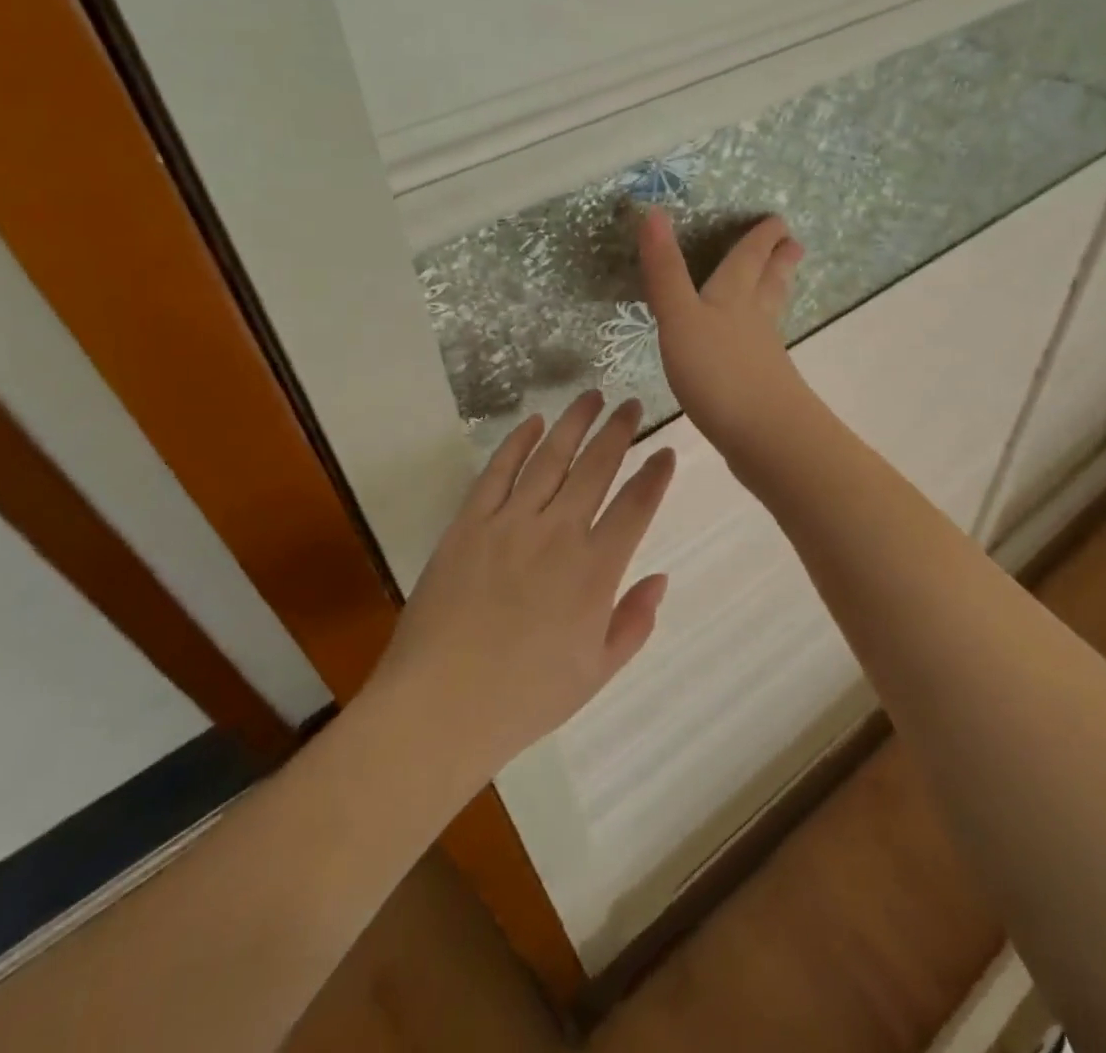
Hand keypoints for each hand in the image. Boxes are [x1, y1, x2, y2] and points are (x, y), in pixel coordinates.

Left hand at [374, 391, 676, 774]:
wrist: (439, 707)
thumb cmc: (525, 697)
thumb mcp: (596, 672)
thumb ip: (634, 622)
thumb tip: (660, 579)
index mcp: (595, 571)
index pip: (637, 506)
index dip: (656, 474)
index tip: (666, 451)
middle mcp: (558, 533)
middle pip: (597, 467)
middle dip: (619, 431)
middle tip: (631, 403)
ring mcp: (510, 523)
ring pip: (551, 457)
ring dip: (574, 423)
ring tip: (591, 397)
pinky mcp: (469, 524)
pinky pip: (498, 472)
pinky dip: (517, 442)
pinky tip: (533, 422)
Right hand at [638, 207, 814, 459]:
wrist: (764, 436)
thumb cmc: (718, 371)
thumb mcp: (680, 317)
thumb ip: (665, 271)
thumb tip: (653, 211)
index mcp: (734, 297)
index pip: (748, 258)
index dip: (760, 238)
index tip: (777, 220)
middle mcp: (754, 320)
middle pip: (769, 282)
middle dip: (777, 262)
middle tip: (794, 244)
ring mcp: (763, 355)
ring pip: (770, 314)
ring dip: (775, 293)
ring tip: (782, 283)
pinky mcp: (764, 386)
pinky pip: (763, 348)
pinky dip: (762, 336)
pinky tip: (757, 346)